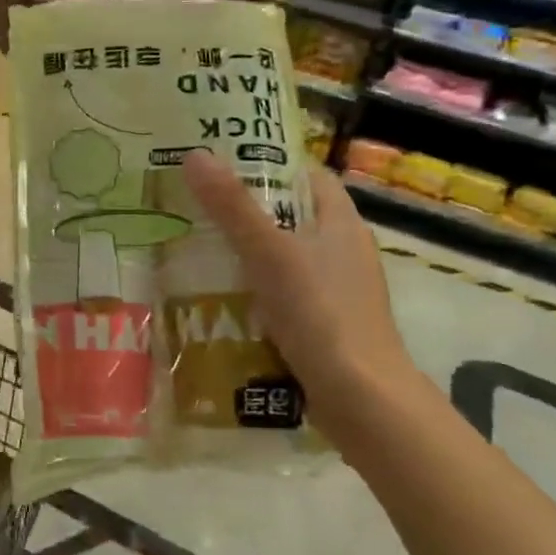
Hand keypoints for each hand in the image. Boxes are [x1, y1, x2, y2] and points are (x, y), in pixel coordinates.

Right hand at [182, 153, 416, 428]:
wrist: (361, 400)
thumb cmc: (321, 313)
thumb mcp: (269, 253)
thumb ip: (232, 207)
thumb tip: (195, 154)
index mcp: (341, 222)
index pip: (307, 175)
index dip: (269, 161)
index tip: (222, 159)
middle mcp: (343, 250)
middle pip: (290, 215)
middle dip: (245, 209)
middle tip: (194, 202)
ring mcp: (335, 290)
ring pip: (283, 257)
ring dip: (245, 253)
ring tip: (194, 246)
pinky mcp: (324, 324)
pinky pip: (282, 294)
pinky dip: (253, 290)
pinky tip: (217, 297)